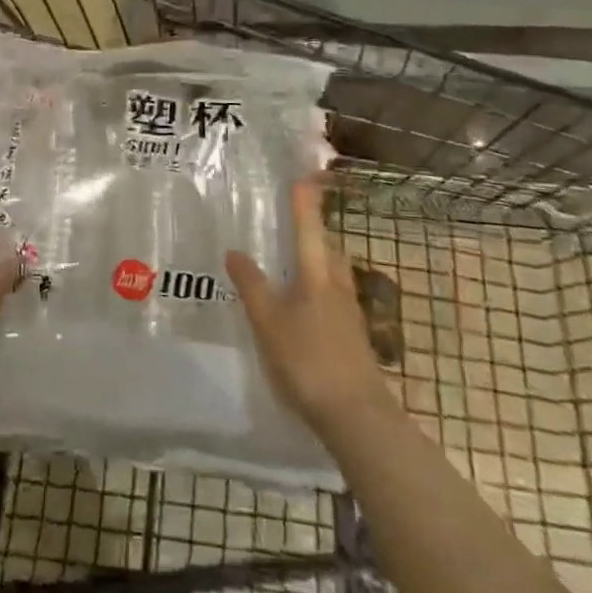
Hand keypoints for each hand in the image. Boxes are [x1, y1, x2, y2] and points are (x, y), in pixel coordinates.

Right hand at [226, 180, 396, 437]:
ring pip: (333, 274)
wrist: (357, 416)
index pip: (308, 227)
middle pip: (327, 248)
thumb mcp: (268, 322)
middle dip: (313, 231)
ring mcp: (349, 314)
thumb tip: (234, 250)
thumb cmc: (308, 360)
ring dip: (318, 260)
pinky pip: (334, 298)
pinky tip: (305, 307)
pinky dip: (318, 289)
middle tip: (294, 220)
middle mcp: (337, 286)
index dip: (304, 202)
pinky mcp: (353, 338)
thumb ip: (251, 285)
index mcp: (317, 275)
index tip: (302, 176)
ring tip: (295, 260)